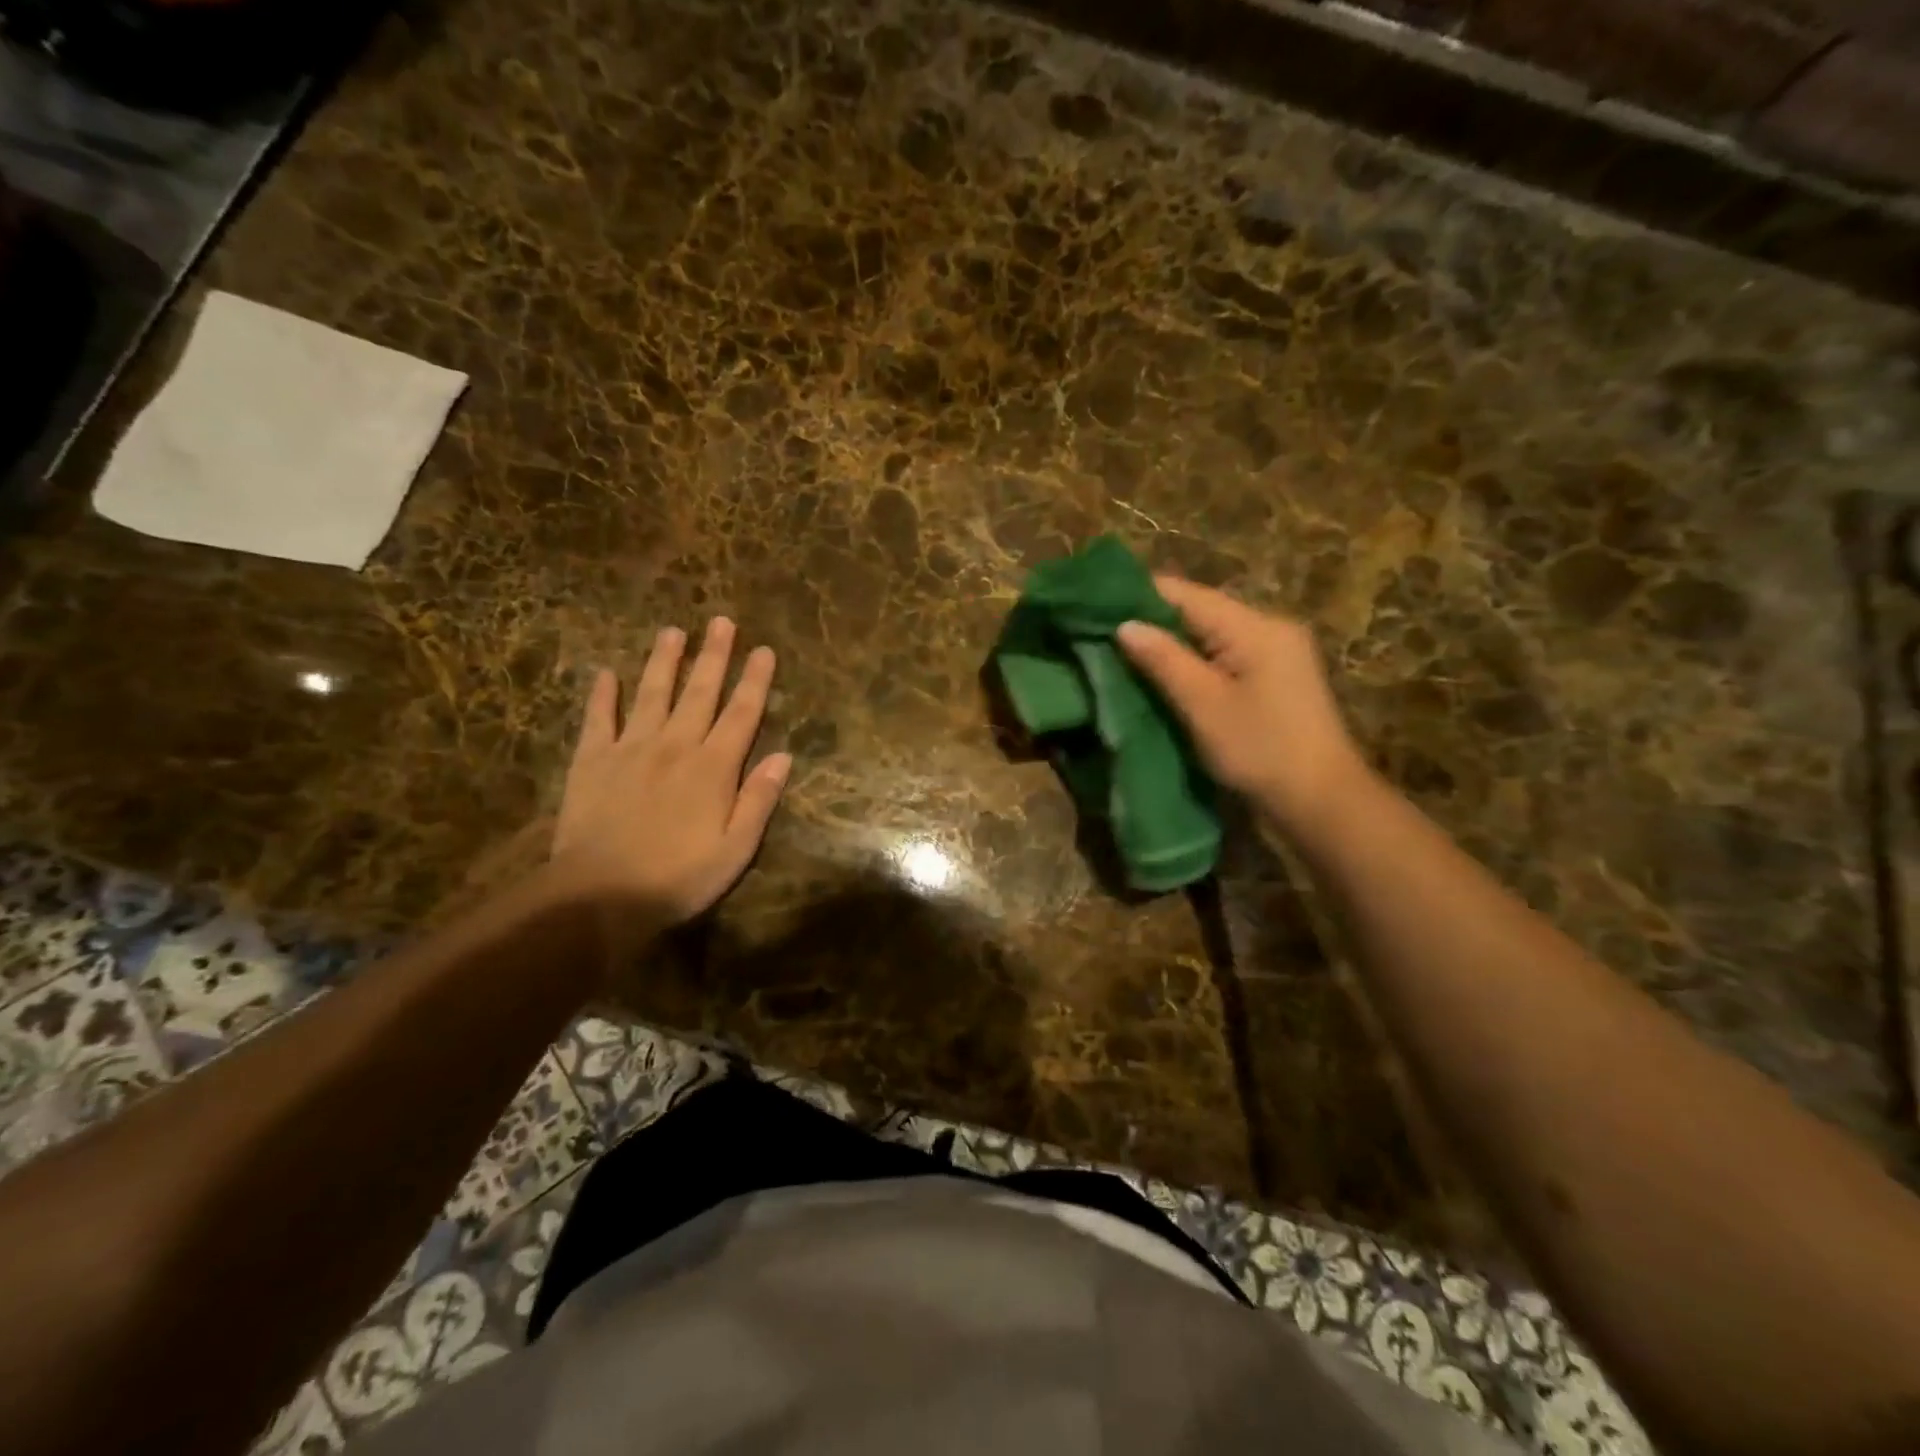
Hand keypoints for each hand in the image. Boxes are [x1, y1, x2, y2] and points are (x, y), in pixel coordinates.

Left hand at [550, 618, 791, 925]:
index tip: (764, 650)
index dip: (755, 681)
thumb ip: (759, 800)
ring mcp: (629, 749)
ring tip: (673, 631)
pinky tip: (606, 672)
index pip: (741, 714)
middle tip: (721, 621)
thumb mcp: (735, 850)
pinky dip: (602, 694)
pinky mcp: (591, 761)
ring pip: (651, 694)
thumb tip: (783, 757)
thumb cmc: (677, 878)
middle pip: (699, 692)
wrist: (599, 896)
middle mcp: (675, 746)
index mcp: (713, 768)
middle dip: (714, 655)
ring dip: (664, 661)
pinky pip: (598, 718)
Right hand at [1117, 576, 1367, 836]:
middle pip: (1198, 609)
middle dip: (1152, 621)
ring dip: (1171, 643)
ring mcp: (1277, 651)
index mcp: (1254, 626)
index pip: (1185, 594)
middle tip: (1103, 636)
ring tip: (1124, 654)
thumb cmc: (1260, 750)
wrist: (1322, 801)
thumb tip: (1124, 625)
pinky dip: (1193, 660)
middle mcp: (1269, 627)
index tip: (1095, 609)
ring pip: (1210, 633)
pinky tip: (1165, 674)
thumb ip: (1163, 660)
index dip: (1138, 597)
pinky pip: (1224, 654)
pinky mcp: (1276, 675)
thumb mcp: (1204, 705)